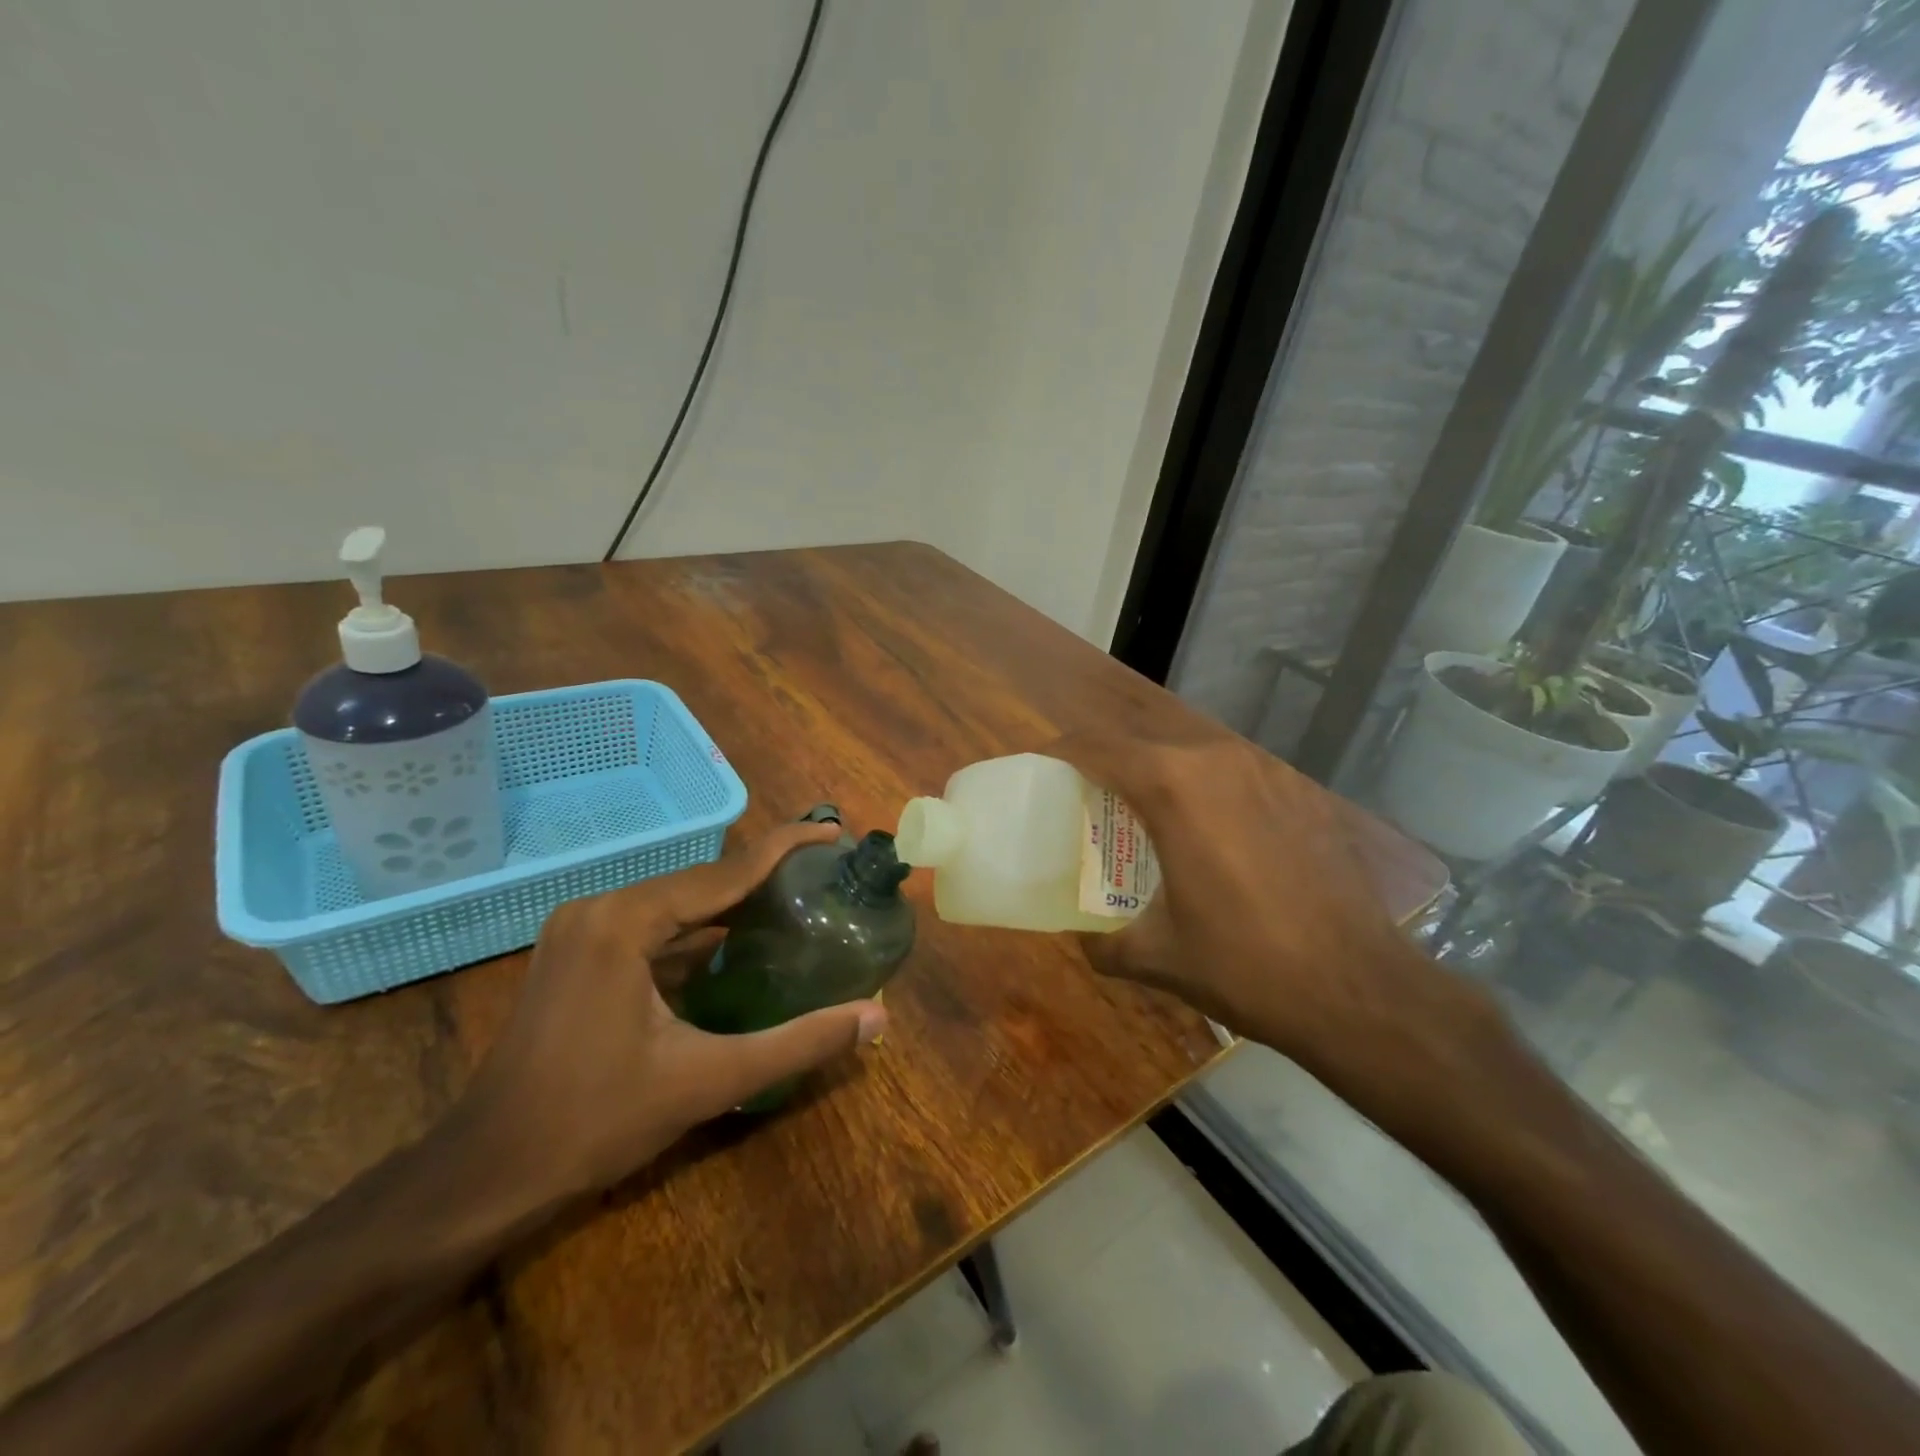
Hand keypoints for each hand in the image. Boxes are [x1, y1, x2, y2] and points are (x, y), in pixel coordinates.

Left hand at [457, 822, 888, 1203]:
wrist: (487, 1172)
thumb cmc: (594, 1122)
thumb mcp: (708, 1080)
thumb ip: (797, 1042)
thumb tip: (876, 1017)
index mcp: (626, 921)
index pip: (725, 871)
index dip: (786, 847)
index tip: (834, 831)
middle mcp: (601, 907)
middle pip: (702, 880)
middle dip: (764, 874)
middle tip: (825, 872)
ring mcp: (583, 928)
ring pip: (677, 901)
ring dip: (732, 900)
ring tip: (795, 897)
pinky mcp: (578, 952)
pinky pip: (653, 924)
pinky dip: (698, 928)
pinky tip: (737, 940)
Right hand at [1049, 727, 1439, 1076]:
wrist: (1360, 989)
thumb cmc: (1245, 966)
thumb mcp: (1155, 957)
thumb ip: (1101, 941)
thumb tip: (1084, 936)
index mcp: (1173, 786)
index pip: (1096, 746)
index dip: (1059, 751)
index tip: (1038, 768)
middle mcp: (1217, 759)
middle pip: (1142, 744)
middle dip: (1106, 765)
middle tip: (1086, 803)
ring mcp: (1266, 769)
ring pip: (1190, 755)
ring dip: (1157, 776)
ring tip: (1144, 818)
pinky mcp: (1299, 790)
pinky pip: (1232, 774)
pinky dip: (1204, 790)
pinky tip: (1210, 836)